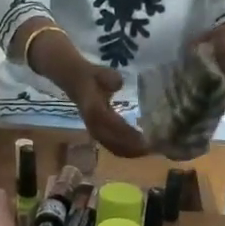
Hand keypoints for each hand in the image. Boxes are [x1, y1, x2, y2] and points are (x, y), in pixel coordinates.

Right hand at [27, 26, 150, 157]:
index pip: (113, 126)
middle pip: (114, 142)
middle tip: (151, 150)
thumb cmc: (91, 76)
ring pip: (112, 146)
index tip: (143, 138)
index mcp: (94, 111)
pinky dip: (123, 151)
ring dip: (128, 152)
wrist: (74, 80)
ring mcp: (95, 130)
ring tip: (146, 153)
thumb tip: (118, 83)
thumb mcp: (100, 72)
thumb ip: (109, 77)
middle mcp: (94, 124)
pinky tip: (135, 152)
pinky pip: (110, 146)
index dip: (127, 134)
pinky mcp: (97, 133)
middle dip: (131, 148)